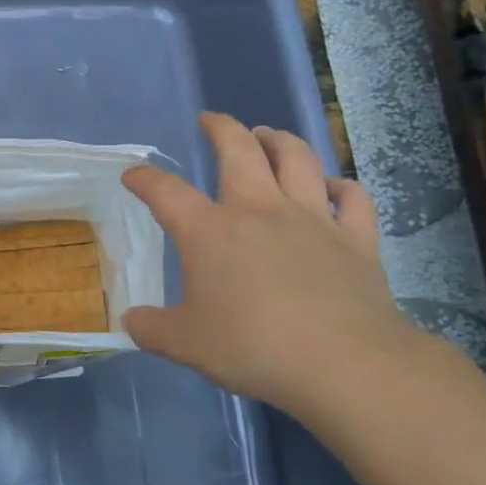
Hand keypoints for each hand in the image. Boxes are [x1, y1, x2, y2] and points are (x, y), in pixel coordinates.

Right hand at [121, 113, 414, 414]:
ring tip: (267, 134)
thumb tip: (130, 321)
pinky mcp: (355, 238)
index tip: (133, 175)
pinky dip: (340, 186)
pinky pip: (351, 197)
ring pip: (297, 159)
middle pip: (238, 149)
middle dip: (220, 128)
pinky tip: (333, 186)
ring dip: (279, 140)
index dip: (144, 180)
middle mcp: (259, 210)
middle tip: (210, 120)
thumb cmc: (253, 347)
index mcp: (209, 231)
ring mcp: (312, 219)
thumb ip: (151, 329)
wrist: (343, 363)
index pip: (166, 192)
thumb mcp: (185, 344)